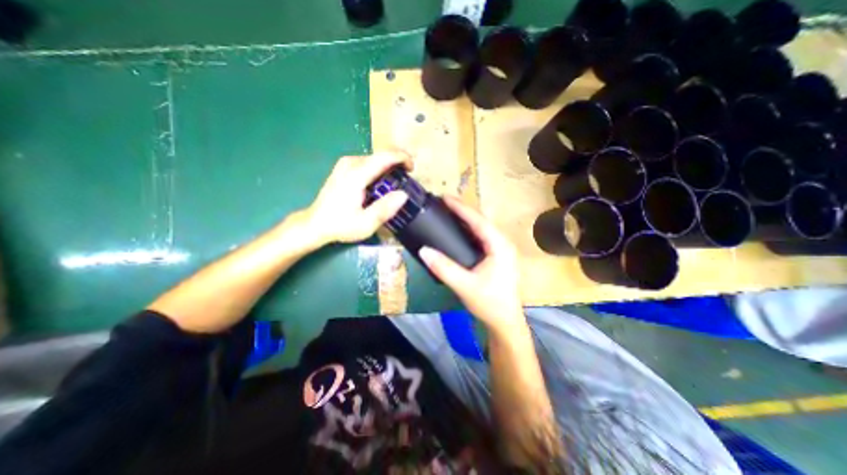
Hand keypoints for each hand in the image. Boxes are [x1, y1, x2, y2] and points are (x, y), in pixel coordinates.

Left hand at [303, 149, 412, 244]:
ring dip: (388, 166)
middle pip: (380, 155)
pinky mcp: (343, 168)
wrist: (316, 224)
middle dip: (397, 163)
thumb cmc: (341, 225)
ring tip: (396, 182)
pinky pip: (367, 162)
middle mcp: (350, 164)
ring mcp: (345, 164)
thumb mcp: (365, 224)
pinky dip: (378, 168)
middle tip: (407, 178)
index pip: (384, 157)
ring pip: (374, 158)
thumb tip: (403, 195)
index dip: (402, 158)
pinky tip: (381, 182)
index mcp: (356, 175)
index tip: (412, 168)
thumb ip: (385, 209)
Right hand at [415, 196, 523, 329]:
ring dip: (466, 219)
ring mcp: (501, 249)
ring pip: (482, 228)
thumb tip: (423, 250)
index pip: (479, 221)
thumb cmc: (489, 303)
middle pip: (482, 221)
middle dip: (463, 210)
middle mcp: (503, 243)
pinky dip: (469, 231)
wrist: (505, 322)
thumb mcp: (465, 285)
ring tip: (448, 212)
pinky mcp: (497, 256)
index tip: (445, 197)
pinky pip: (482, 237)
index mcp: (500, 246)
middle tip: (443, 203)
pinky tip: (458, 230)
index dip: (461, 208)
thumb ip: (444, 268)